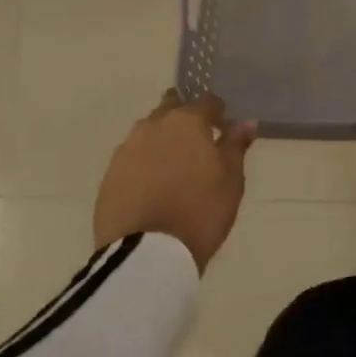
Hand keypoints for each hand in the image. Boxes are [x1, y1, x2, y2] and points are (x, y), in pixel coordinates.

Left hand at [93, 90, 256, 271]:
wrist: (147, 254)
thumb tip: (246, 122)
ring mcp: (127, 149)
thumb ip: (236, 146)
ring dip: (161, 138)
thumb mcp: (231, 180)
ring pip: (148, 131)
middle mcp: (154, 126)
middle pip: (171, 108)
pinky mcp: (109, 175)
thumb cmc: (200, 211)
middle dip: (184, 116)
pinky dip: (143, 161)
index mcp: (187, 122)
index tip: (223, 125)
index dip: (217, 112)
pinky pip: (131, 157)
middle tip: (197, 139)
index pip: (207, 102)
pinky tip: (152, 181)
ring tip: (173, 162)